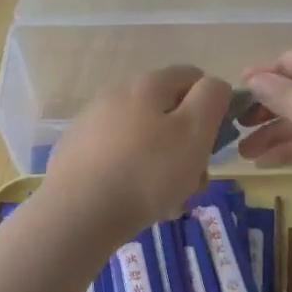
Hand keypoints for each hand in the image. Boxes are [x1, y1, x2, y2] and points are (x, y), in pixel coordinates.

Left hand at [41, 65, 230, 243]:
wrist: (77, 214)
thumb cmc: (147, 172)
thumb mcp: (195, 131)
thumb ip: (211, 98)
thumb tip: (214, 85)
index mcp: (147, 83)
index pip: (193, 76)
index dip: (211, 105)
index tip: (214, 141)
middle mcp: (116, 94)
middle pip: (167, 112)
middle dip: (187, 144)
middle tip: (195, 180)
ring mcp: (92, 123)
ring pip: (144, 139)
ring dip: (163, 165)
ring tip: (169, 200)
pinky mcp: (76, 152)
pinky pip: (119, 158)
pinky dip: (134, 175)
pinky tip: (136, 204)